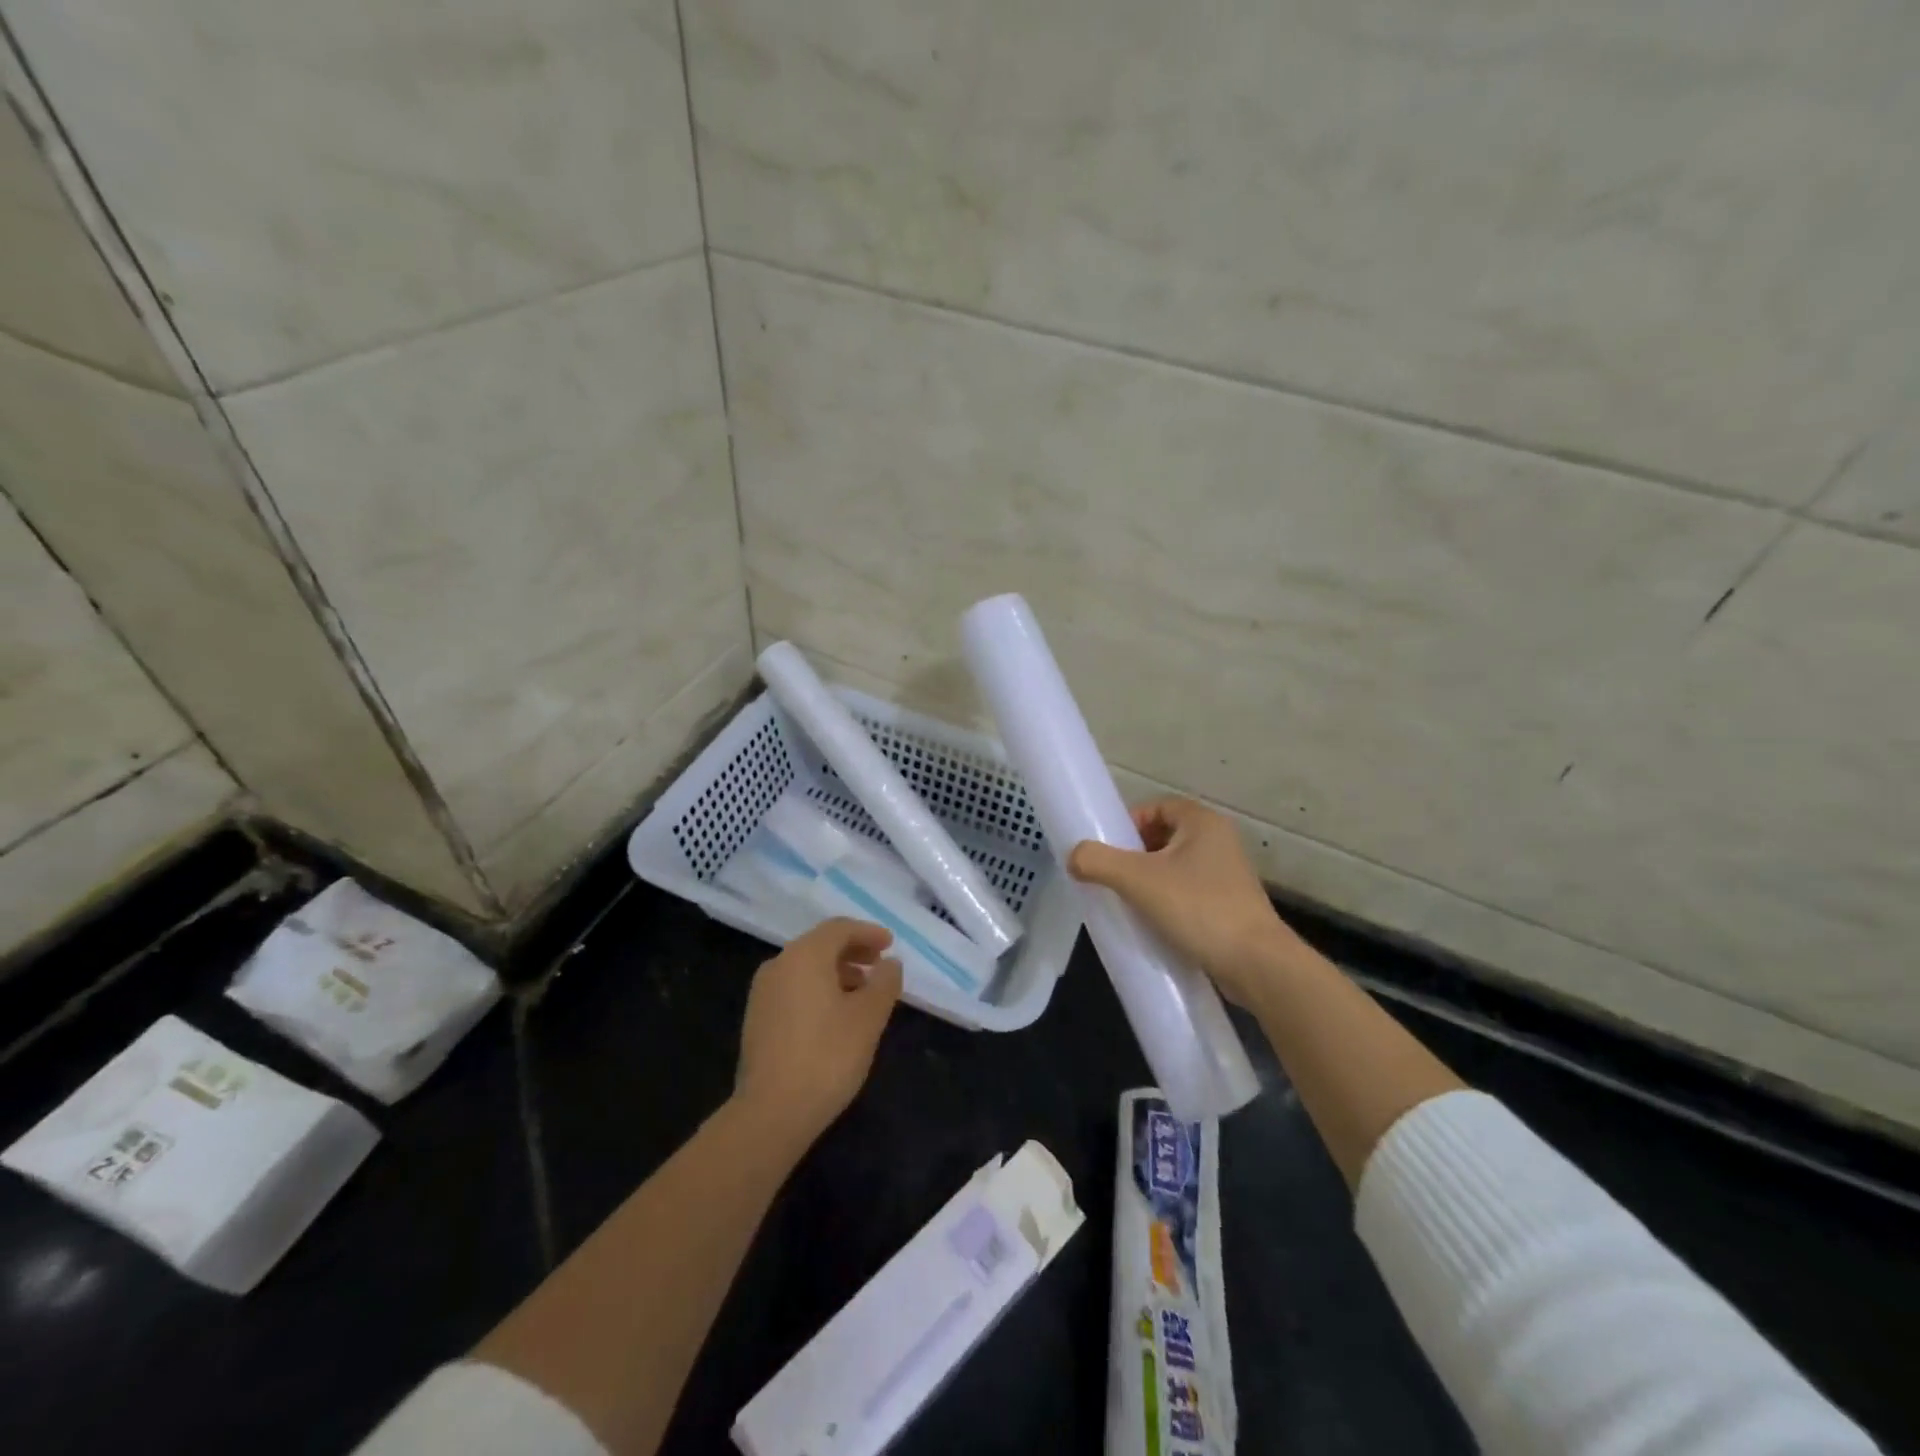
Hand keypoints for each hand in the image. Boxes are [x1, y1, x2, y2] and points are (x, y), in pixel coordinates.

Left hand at [734, 918, 902, 1147]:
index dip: (868, 933)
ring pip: (806, 967)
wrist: (771, 1112)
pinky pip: (794, 988)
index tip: (891, 945)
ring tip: (863, 993)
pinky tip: (836, 1015)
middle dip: (853, 951)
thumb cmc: (827, 1056)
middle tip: (880, 965)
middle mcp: (779, 964)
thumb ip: (884, 983)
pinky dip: (819, 989)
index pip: (840, 928)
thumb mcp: (869, 1017)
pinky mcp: (757, 1018)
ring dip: (837, 972)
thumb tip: (890, 963)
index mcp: (805, 955)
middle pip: (821, 945)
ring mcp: (763, 992)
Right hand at [1068, 796, 1309, 1006]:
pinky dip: (1168, 901)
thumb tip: (1073, 856)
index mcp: (1203, 823)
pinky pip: (1189, 893)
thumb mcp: (1138, 880)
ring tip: (1128, 902)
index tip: (1108, 848)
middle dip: (1135, 854)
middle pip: (1165, 836)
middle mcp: (1220, 841)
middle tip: (1113, 877)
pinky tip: (1153, 922)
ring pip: (1177, 867)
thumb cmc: (1197, 908)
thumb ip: (1098, 862)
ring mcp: (1229, 875)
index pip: (1157, 806)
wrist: (1256, 964)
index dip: (1129, 823)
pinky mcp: (1231, 906)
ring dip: (1150, 880)